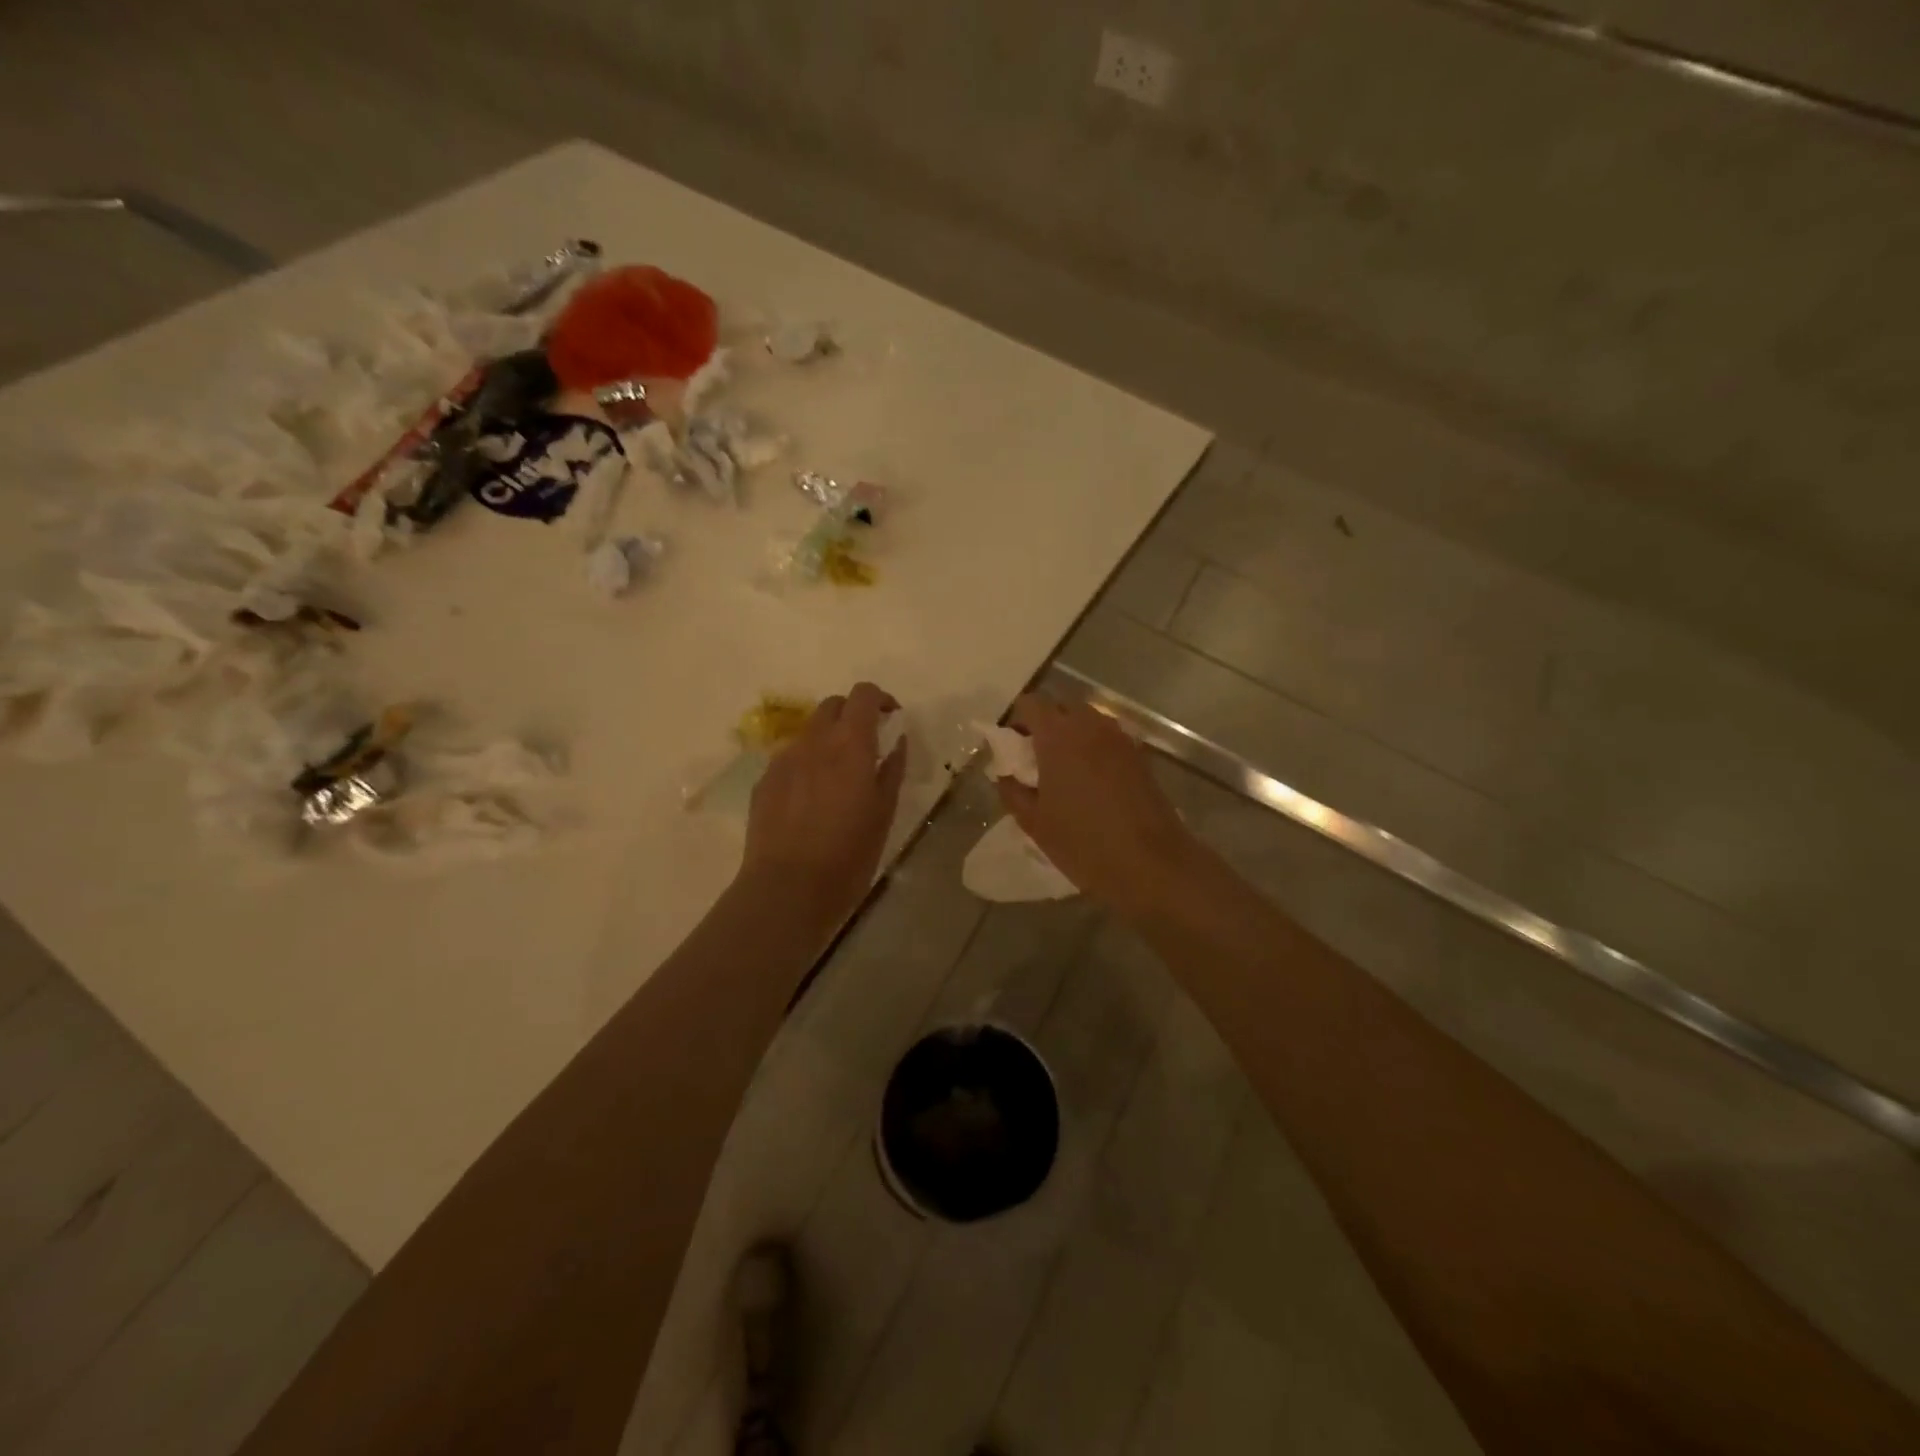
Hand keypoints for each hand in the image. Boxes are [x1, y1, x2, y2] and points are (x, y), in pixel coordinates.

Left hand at [741, 681, 907, 927]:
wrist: (788, 888)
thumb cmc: (848, 854)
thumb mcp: (884, 812)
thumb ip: (892, 769)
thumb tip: (898, 742)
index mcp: (850, 744)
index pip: (863, 694)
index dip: (879, 698)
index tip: (891, 718)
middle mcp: (814, 741)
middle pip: (832, 705)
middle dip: (852, 715)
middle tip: (867, 745)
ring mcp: (783, 759)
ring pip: (809, 732)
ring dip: (828, 740)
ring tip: (838, 777)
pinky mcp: (764, 781)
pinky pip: (790, 758)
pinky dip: (806, 764)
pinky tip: (811, 800)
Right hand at [996, 694, 1198, 909]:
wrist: (1150, 863)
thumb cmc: (1083, 842)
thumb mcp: (1034, 822)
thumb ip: (1012, 791)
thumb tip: (1004, 774)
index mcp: (1058, 735)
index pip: (1031, 703)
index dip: (1016, 720)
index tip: (1012, 747)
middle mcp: (1090, 725)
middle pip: (1061, 707)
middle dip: (1045, 725)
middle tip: (1035, 759)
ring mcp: (1119, 738)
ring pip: (1088, 720)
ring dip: (1071, 735)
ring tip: (1064, 771)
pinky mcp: (1139, 755)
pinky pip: (1108, 738)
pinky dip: (1094, 748)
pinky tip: (1091, 783)